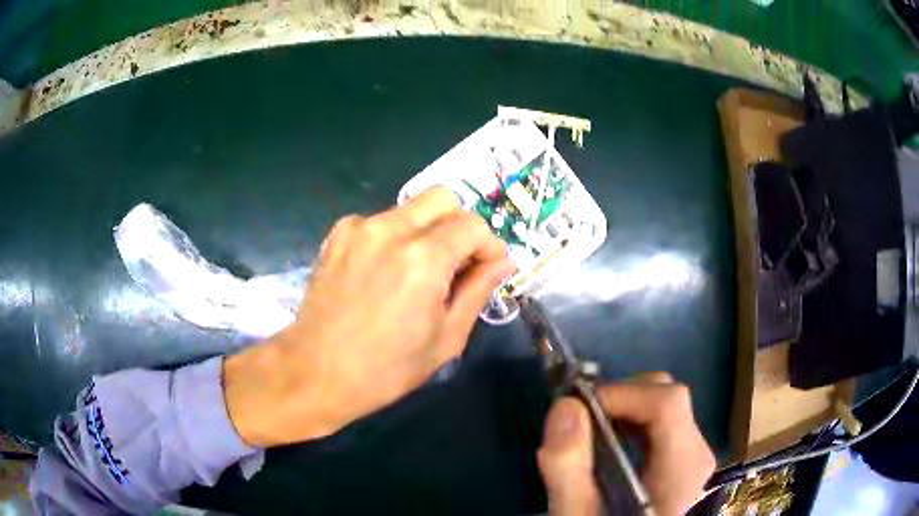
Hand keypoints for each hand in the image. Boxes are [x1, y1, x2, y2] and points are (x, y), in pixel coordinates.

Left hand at [224, 187, 514, 446]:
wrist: (316, 372)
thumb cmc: (386, 369)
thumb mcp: (446, 338)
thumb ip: (478, 291)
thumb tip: (503, 262)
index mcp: (423, 259)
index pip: (472, 225)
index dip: (489, 244)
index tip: (489, 267)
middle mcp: (390, 229)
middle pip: (442, 197)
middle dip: (460, 225)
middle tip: (458, 261)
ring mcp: (359, 227)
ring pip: (411, 208)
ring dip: (427, 231)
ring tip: (418, 272)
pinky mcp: (338, 234)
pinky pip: (381, 221)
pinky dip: (395, 237)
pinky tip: (384, 272)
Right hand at [538, 373, 715, 515]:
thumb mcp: (578, 514)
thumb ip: (568, 467)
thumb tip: (567, 406)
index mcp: (683, 467)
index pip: (666, 403)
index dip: (621, 394)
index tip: (577, 408)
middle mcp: (697, 452)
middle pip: (667, 396)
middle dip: (619, 398)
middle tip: (578, 421)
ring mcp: (693, 454)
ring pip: (663, 404)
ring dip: (622, 408)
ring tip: (588, 433)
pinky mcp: (683, 458)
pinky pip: (661, 421)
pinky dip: (630, 420)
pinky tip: (607, 443)